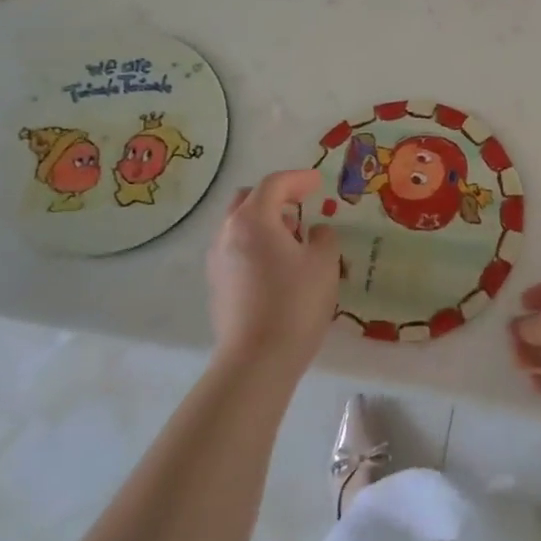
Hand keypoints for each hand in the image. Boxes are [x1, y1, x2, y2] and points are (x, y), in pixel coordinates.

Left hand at [205, 170, 340, 378]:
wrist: (256, 361)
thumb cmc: (295, 303)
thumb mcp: (324, 263)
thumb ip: (323, 238)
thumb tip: (314, 233)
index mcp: (253, 220)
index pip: (274, 184)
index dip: (299, 179)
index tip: (318, 183)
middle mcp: (228, 233)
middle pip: (248, 200)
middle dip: (275, 197)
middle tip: (301, 205)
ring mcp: (217, 261)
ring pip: (239, 226)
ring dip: (265, 222)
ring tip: (293, 239)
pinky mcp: (216, 286)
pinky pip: (236, 250)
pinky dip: (256, 245)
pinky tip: (278, 266)